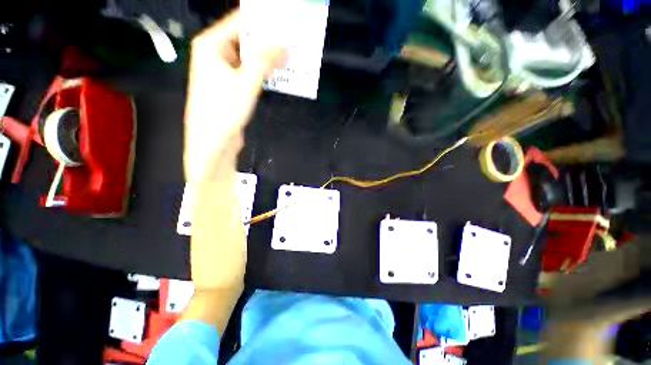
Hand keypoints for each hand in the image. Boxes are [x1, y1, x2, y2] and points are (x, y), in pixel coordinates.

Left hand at [184, 9, 283, 183]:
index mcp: (211, 44)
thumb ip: (265, 61)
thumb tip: (285, 43)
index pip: (239, 21)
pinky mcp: (232, 86)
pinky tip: (279, 72)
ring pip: (250, 57)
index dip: (263, 19)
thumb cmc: (223, 110)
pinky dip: (264, 72)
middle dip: (269, 39)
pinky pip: (251, 72)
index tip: (285, 19)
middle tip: (292, 38)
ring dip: (269, 57)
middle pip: (245, 38)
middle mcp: (216, 53)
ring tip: (290, 54)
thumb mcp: (246, 83)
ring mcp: (225, 70)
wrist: (213, 142)